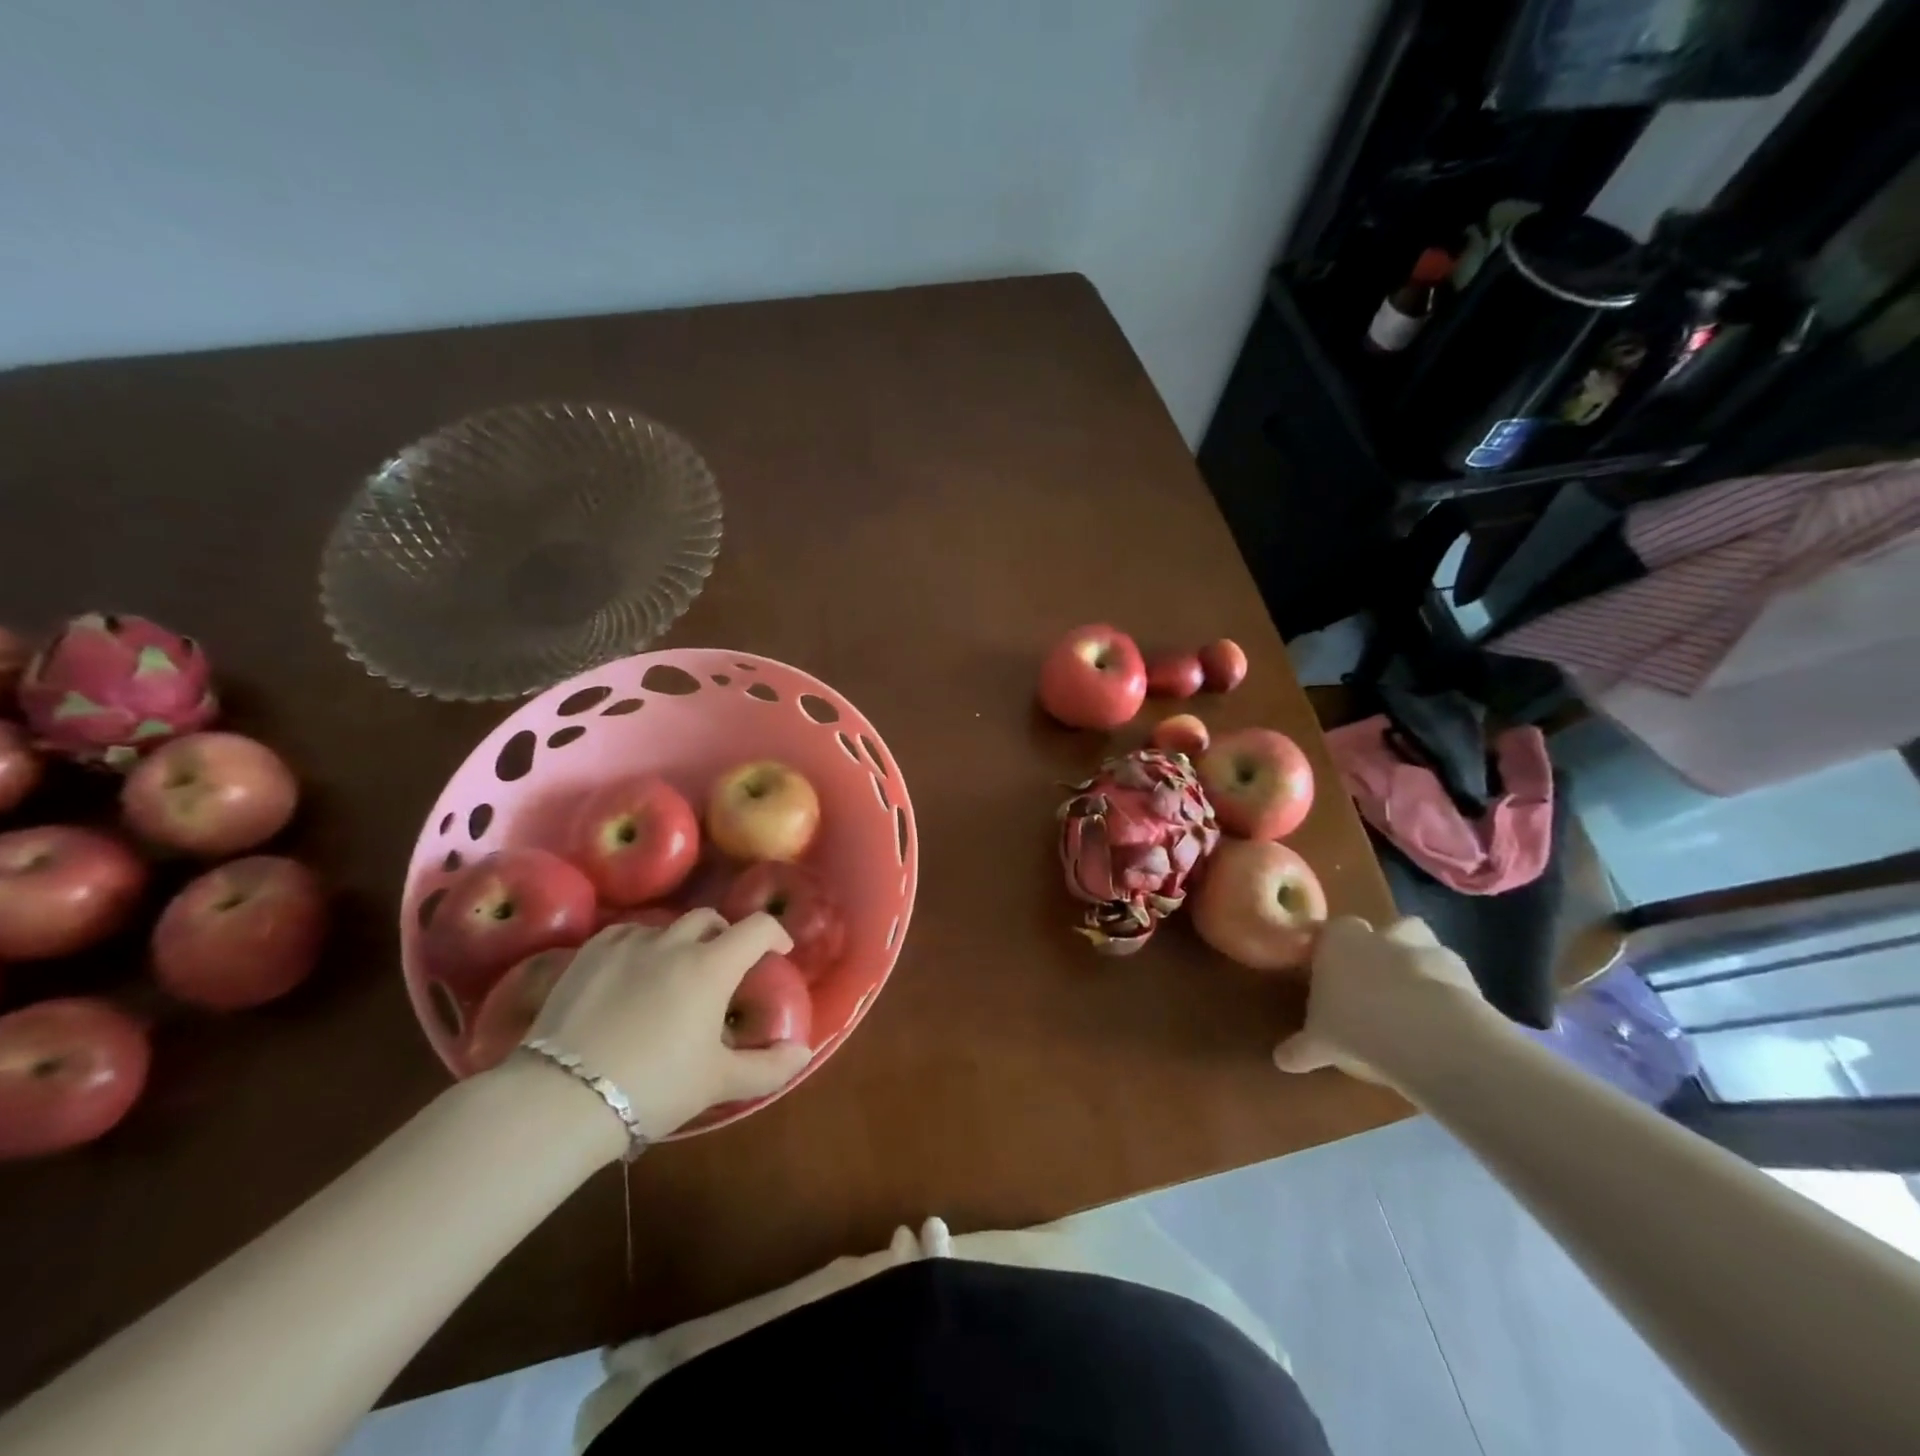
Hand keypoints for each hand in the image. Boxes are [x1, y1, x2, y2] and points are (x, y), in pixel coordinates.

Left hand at [521, 910, 811, 1141]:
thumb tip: (804, 1053)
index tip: (779, 952)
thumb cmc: (653, 1086)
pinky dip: (640, 946)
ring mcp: (627, 944)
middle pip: (709, 919)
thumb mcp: (717, 1082)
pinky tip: (632, 973)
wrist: (561, 1097)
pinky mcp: (588, 954)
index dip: (775, 934)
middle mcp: (673, 943)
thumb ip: (769, 1067)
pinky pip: (625, 935)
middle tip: (724, 967)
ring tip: (673, 976)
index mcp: (711, 966)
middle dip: (725, 935)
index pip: (757, 928)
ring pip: (665, 927)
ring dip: (680, 943)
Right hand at [1273, 916, 1488, 1085]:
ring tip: (1416, 1000)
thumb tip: (1279, 1060)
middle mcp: (1380, 936)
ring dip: (1421, 964)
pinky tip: (1445, 1021)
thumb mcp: (1318, 1042)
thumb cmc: (1355, 1025)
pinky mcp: (1464, 973)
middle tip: (1379, 984)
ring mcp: (1425, 949)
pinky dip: (1451, 993)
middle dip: (1385, 949)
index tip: (1334, 975)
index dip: (1335, 951)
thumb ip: (1301, 1048)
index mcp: (1338, 941)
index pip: (1332, 932)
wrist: (1424, 1034)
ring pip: (1423, 945)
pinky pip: (1454, 978)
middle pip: (1384, 930)